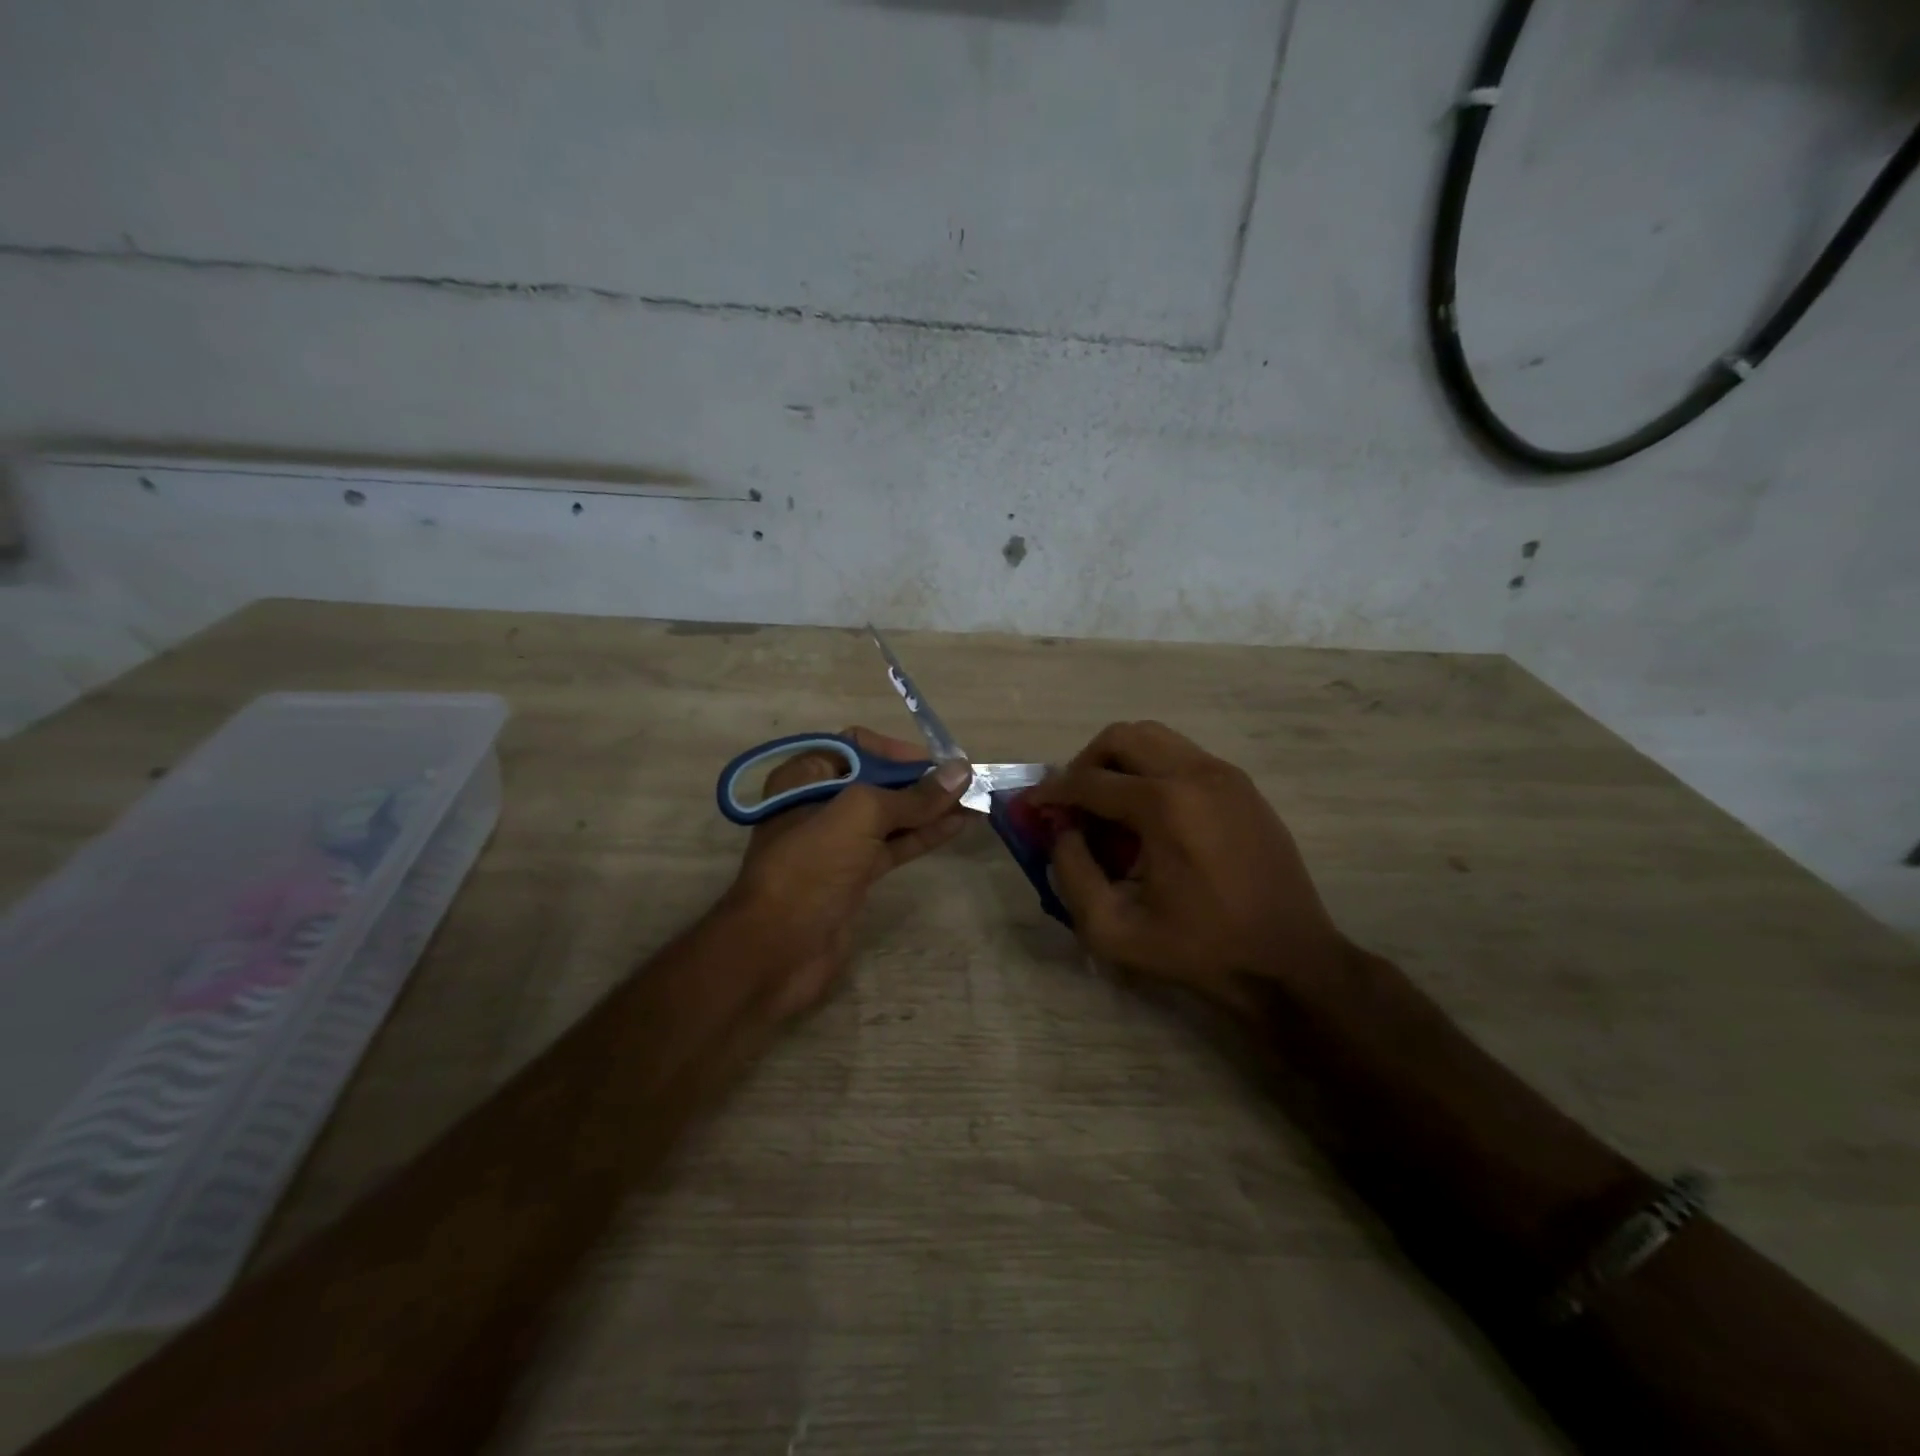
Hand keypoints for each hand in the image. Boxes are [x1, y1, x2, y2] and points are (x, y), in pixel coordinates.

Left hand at [725, 727, 972, 1018]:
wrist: (777, 950)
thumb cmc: (811, 866)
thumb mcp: (860, 816)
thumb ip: (912, 795)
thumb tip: (961, 771)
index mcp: (805, 776)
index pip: (857, 746)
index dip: (897, 750)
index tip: (937, 762)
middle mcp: (819, 803)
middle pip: (878, 781)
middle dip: (921, 780)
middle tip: (966, 782)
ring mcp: (837, 842)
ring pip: (890, 816)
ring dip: (929, 808)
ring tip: (974, 801)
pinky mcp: (853, 875)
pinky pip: (893, 845)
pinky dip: (924, 834)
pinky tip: (957, 826)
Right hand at [1027, 721, 1349, 1000]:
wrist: (1289, 963)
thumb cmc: (1199, 951)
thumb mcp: (1114, 930)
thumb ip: (1071, 873)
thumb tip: (1060, 831)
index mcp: (1164, 805)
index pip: (1089, 780)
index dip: (1052, 792)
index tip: (1032, 806)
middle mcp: (1196, 774)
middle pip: (1123, 737)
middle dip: (1086, 764)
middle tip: (1074, 802)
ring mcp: (1226, 775)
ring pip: (1156, 739)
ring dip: (1121, 764)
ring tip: (1111, 809)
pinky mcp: (1243, 787)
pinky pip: (1184, 758)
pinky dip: (1154, 773)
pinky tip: (1152, 819)